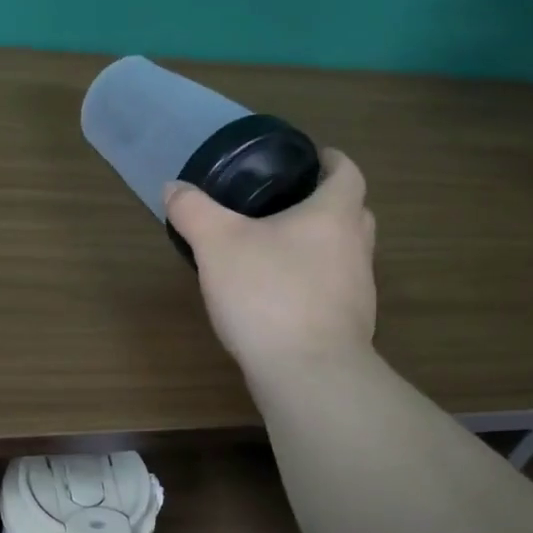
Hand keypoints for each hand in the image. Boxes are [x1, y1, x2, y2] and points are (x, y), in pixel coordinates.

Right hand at [163, 148, 376, 382]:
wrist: (308, 374)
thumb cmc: (268, 294)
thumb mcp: (217, 244)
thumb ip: (194, 210)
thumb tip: (174, 187)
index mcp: (334, 215)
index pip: (348, 173)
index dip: (332, 160)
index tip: (311, 158)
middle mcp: (356, 248)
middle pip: (353, 213)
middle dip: (327, 202)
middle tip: (289, 202)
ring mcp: (358, 291)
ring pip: (345, 254)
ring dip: (321, 245)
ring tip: (278, 248)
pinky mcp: (350, 327)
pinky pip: (334, 290)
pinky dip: (313, 283)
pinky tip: (279, 296)